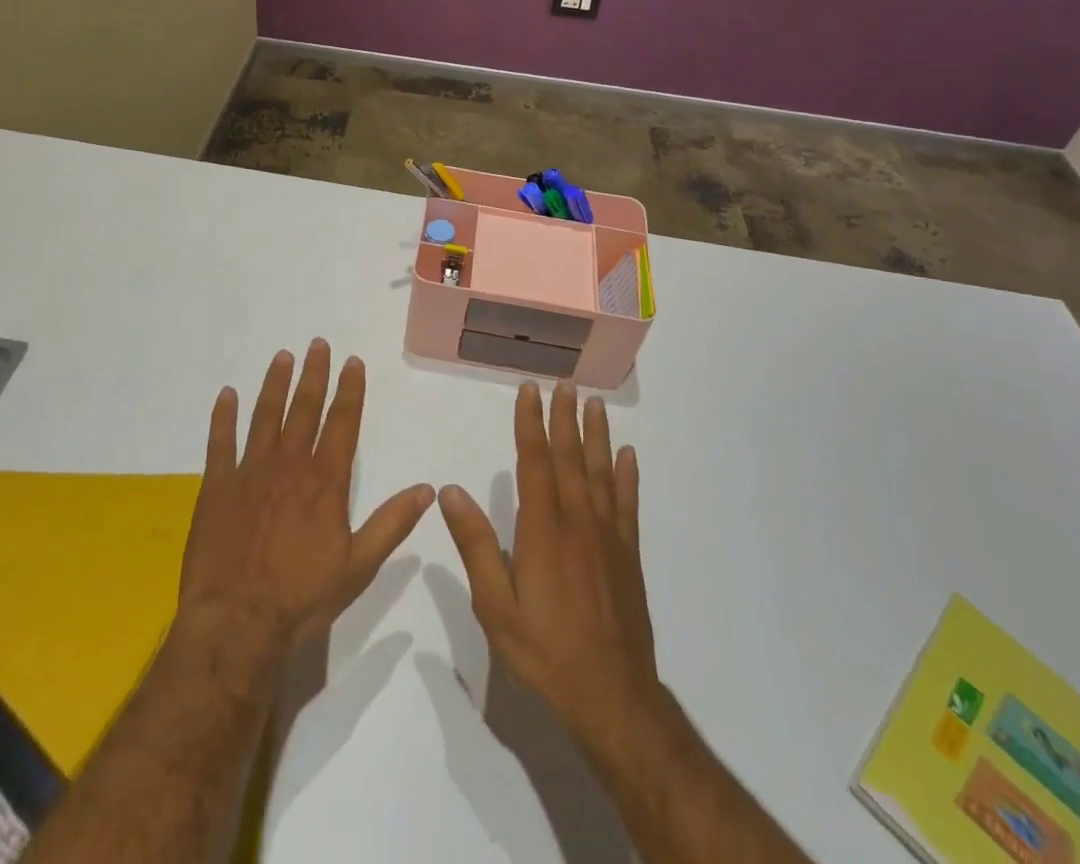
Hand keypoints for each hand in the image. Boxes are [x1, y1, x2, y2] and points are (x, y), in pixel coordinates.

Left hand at [178, 340, 434, 659]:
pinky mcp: (217, 486)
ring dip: (275, 384)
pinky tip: (227, 394)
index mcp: (325, 481)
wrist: (236, 624)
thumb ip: (392, 523)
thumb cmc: (302, 598)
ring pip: (265, 415)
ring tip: (283, 356)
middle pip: (304, 409)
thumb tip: (428, 488)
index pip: (342, 423)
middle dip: (314, 374)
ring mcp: (250, 472)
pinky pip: (220, 442)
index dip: (349, 390)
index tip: (352, 362)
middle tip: (318, 343)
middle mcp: (289, 465)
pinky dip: (223, 416)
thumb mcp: (358, 566)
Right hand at [439, 383, 659, 754]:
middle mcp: (578, 521)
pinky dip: (627, 476)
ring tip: (595, 404)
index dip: (530, 423)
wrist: (611, 696)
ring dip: (597, 436)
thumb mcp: (496, 606)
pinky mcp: (627, 555)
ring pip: (601, 472)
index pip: (534, 462)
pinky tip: (628, 455)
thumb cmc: (545, 650)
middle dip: (564, 418)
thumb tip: (451, 491)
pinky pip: (627, 504)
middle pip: (570, 458)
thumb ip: (475, 546)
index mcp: (543, 529)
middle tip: (565, 384)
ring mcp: (607, 536)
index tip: (529, 391)